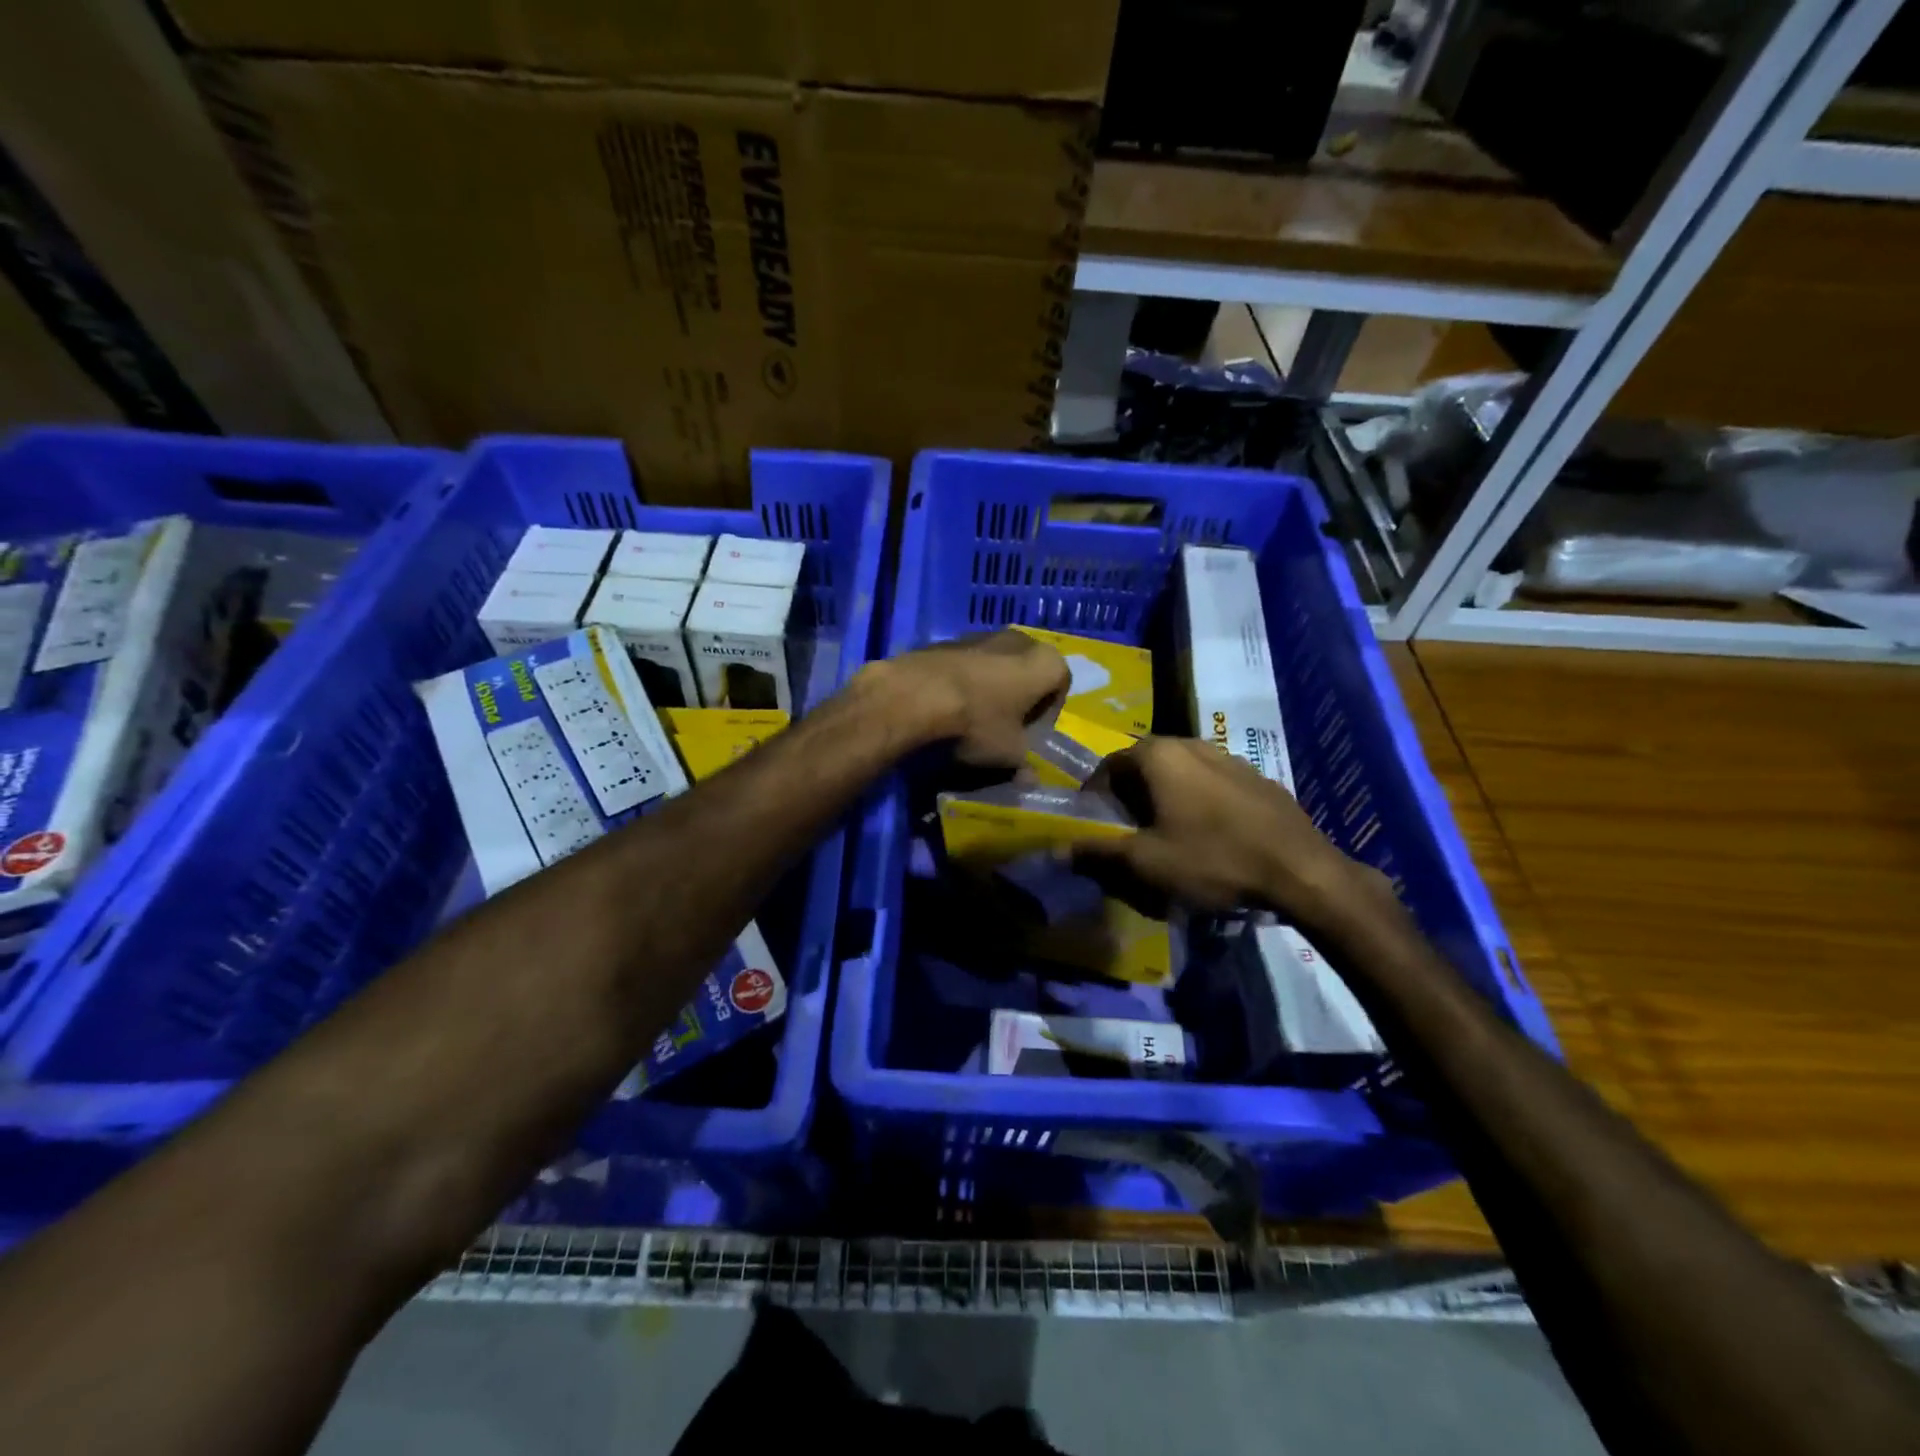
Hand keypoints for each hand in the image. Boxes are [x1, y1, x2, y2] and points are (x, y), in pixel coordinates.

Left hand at [864, 631, 1069, 767]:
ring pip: (995, 664)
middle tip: (1005, 726)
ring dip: (991, 687)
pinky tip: (947, 705)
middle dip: (1019, 696)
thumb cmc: (978, 723)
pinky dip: (964, 681)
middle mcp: (1018, 639)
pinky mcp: (947, 640)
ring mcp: (980, 634)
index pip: (1060, 686)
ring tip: (973, 717)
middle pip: (1027, 671)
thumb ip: (1024, 763)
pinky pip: (966, 663)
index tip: (1030, 735)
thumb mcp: (1008, 754)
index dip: (1047, 714)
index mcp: (1045, 662)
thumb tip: (1029, 779)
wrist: (915, 696)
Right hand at [1077, 737, 1388, 928]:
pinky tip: (1209, 833)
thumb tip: (1056, 849)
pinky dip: (1198, 800)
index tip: (1097, 825)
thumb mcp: (1146, 863)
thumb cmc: (1213, 859)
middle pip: (1145, 764)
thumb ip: (1097, 852)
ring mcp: (1229, 757)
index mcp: (1159, 755)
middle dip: (1131, 795)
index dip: (1096, 796)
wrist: (1301, 870)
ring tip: (1168, 832)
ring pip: (1181, 771)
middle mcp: (1191, 743)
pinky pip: (1212, 782)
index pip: (1109, 765)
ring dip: (1165, 796)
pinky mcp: (1257, 777)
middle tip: (1129, 831)